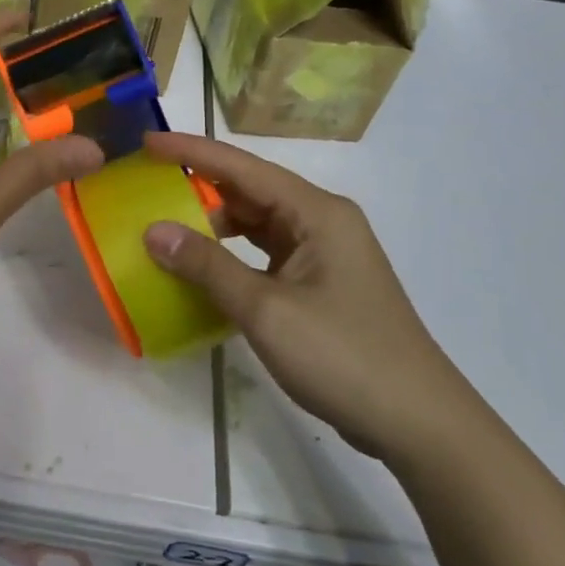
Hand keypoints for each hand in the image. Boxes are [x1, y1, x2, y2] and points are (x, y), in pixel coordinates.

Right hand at [139, 131, 475, 461]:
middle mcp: (322, 223)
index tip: (147, 141)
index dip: (192, 151)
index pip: (243, 167)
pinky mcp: (320, 285)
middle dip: (199, 186)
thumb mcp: (266, 309)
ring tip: (165, 226)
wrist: (417, 423)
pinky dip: (231, 257)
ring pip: (257, 225)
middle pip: (251, 191)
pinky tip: (201, 269)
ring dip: (214, 225)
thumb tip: (153, 231)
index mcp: (317, 213)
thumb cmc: (343, 356)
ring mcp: (323, 255)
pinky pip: (265, 255)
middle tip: (147, 186)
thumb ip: (207, 266)